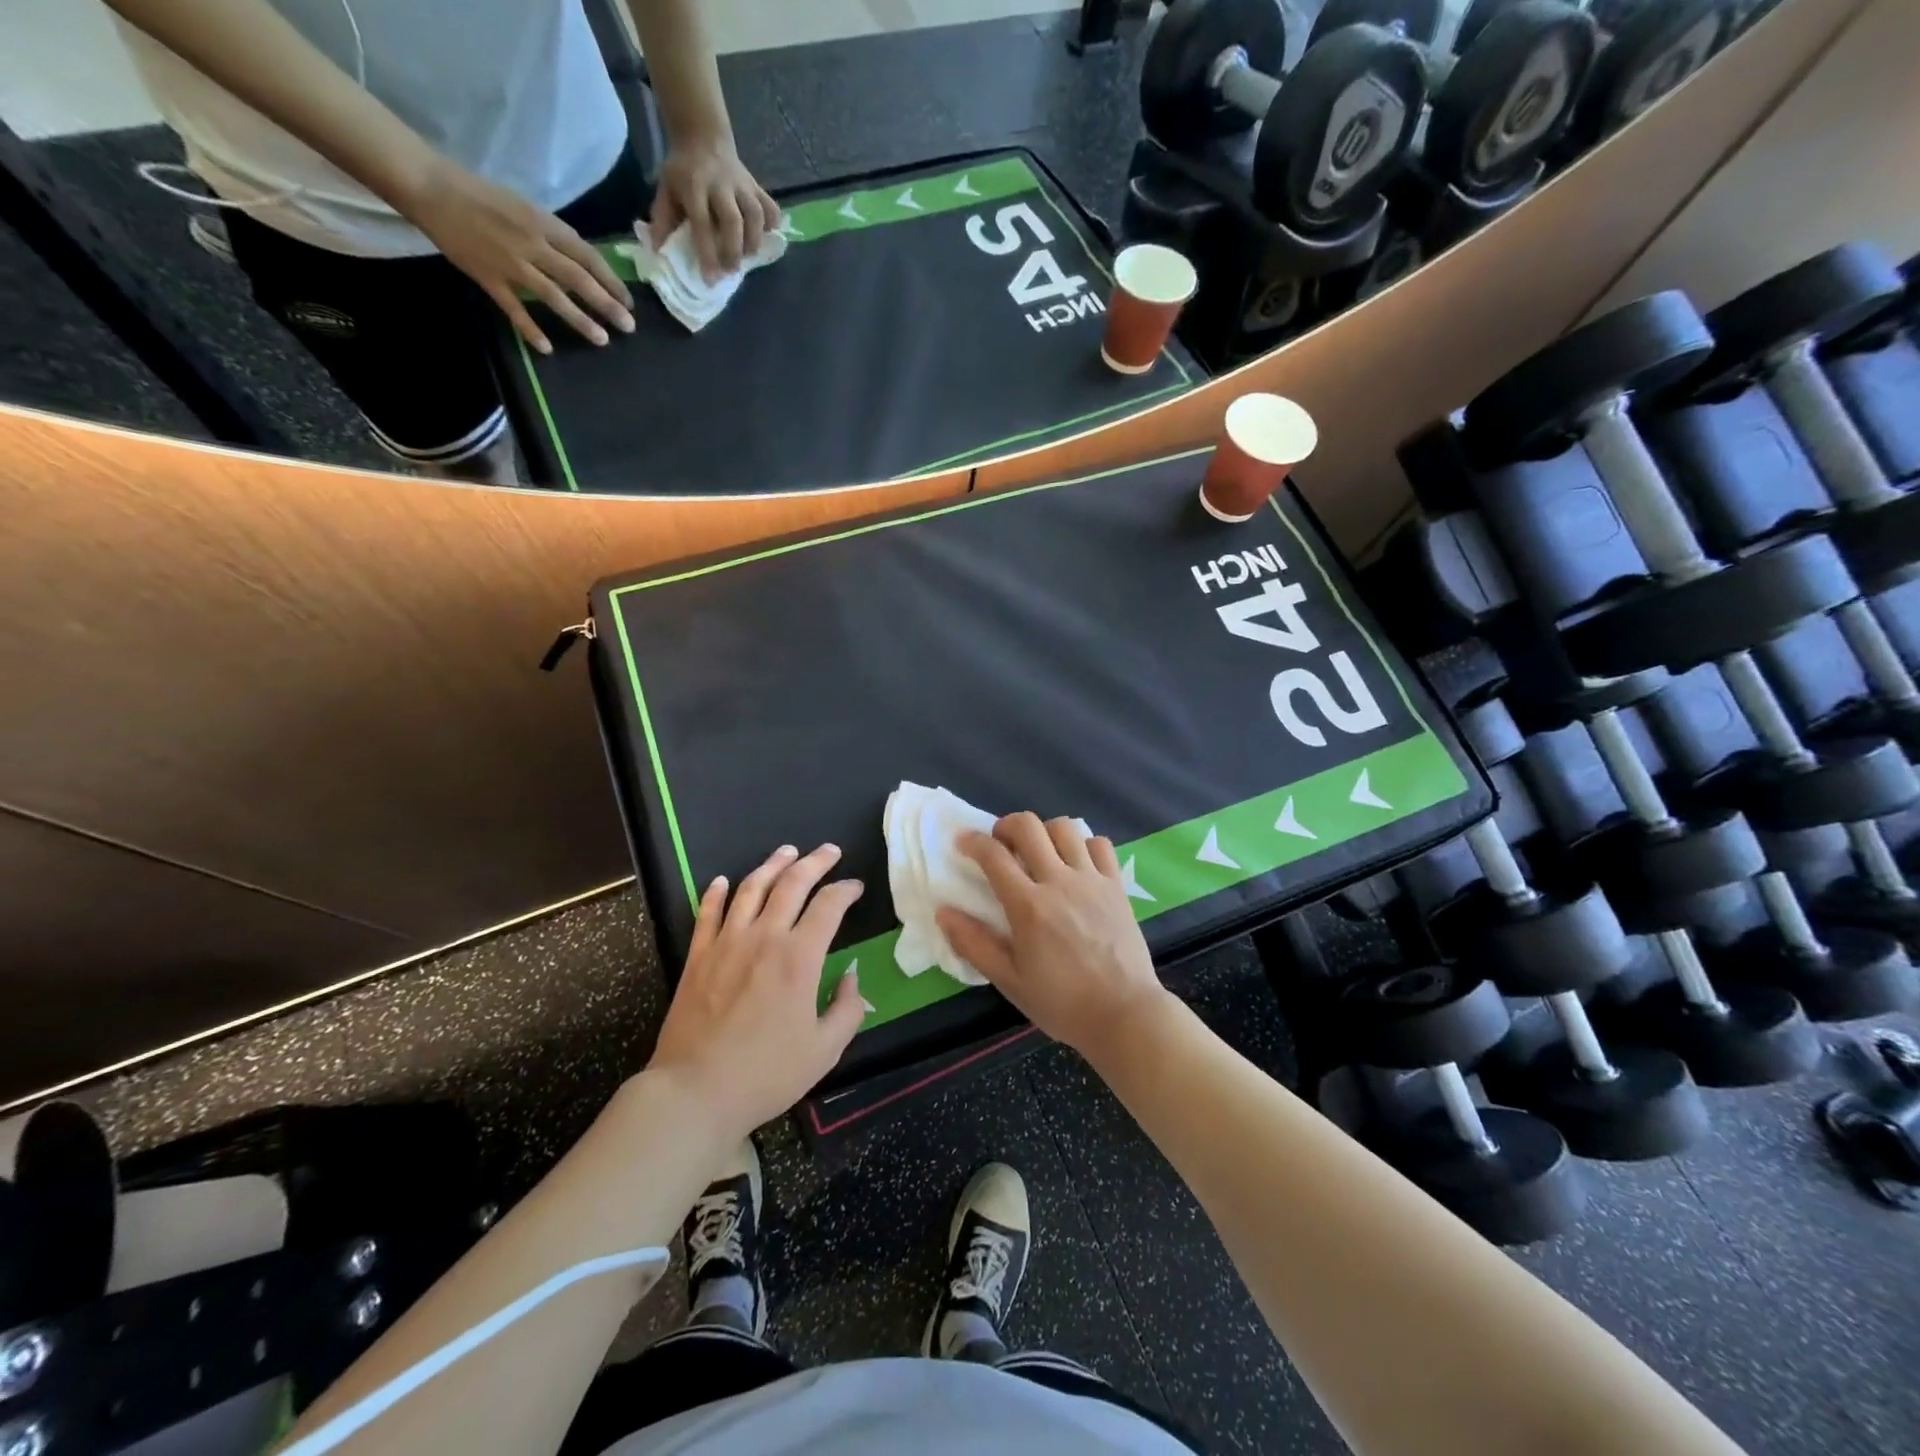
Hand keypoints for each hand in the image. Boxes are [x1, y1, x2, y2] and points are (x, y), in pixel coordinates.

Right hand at [400, 156, 634, 353]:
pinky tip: (547, 348)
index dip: (611, 281)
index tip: (629, 301)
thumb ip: (553, 235)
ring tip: (602, 340)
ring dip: (580, 320)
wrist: (430, 186)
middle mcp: (532, 244)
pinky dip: (530, 328)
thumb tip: (582, 262)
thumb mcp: (525, 208)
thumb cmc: (481, 195)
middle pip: (578, 279)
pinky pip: (514, 308)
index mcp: (543, 224)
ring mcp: (510, 263)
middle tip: (629, 327)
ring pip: (553, 296)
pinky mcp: (488, 277)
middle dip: (607, 304)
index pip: (587, 256)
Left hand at [648, 844, 865, 1139]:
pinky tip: (724, 881)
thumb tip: (851, 977)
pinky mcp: (698, 956)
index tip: (855, 887)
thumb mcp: (825, 1050)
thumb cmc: (767, 1074)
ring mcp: (727, 943)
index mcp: (800, 958)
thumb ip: (847, 1008)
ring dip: (772, 865)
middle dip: (815, 862)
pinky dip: (717, 892)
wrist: (696, 1091)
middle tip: (829, 851)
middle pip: (792, 884)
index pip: (829, 906)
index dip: (846, 890)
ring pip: (751, 888)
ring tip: (786, 852)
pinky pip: (708, 912)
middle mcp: (764, 938)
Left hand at [650, 139, 781, 279]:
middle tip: (731, 270)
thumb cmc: (683, 172)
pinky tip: (764, 236)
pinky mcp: (757, 186)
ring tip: (747, 256)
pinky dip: (772, 226)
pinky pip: (771, 207)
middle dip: (734, 251)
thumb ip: (663, 219)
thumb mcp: (666, 189)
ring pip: (755, 215)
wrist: (703, 136)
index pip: (702, 223)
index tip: (710, 279)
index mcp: (694, 187)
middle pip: (733, 221)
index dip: (707, 254)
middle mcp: (721, 185)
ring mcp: (742, 184)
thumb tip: (658, 251)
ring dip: (754, 242)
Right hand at [937, 813, 1172, 1063]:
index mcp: (1028, 906)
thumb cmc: (1062, 1003)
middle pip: (1029, 826)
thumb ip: (974, 944)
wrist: (1124, 1014)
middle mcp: (1059, 882)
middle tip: (1000, 844)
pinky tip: (1076, 863)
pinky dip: (1083, 844)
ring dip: (1044, 832)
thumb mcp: (1009, 981)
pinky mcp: (1116, 885)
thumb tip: (943, 912)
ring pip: (1064, 828)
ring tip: (1039, 852)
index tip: (963, 842)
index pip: (993, 855)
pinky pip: (1099, 844)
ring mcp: (1092, 880)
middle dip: (1006, 825)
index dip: (972, 841)